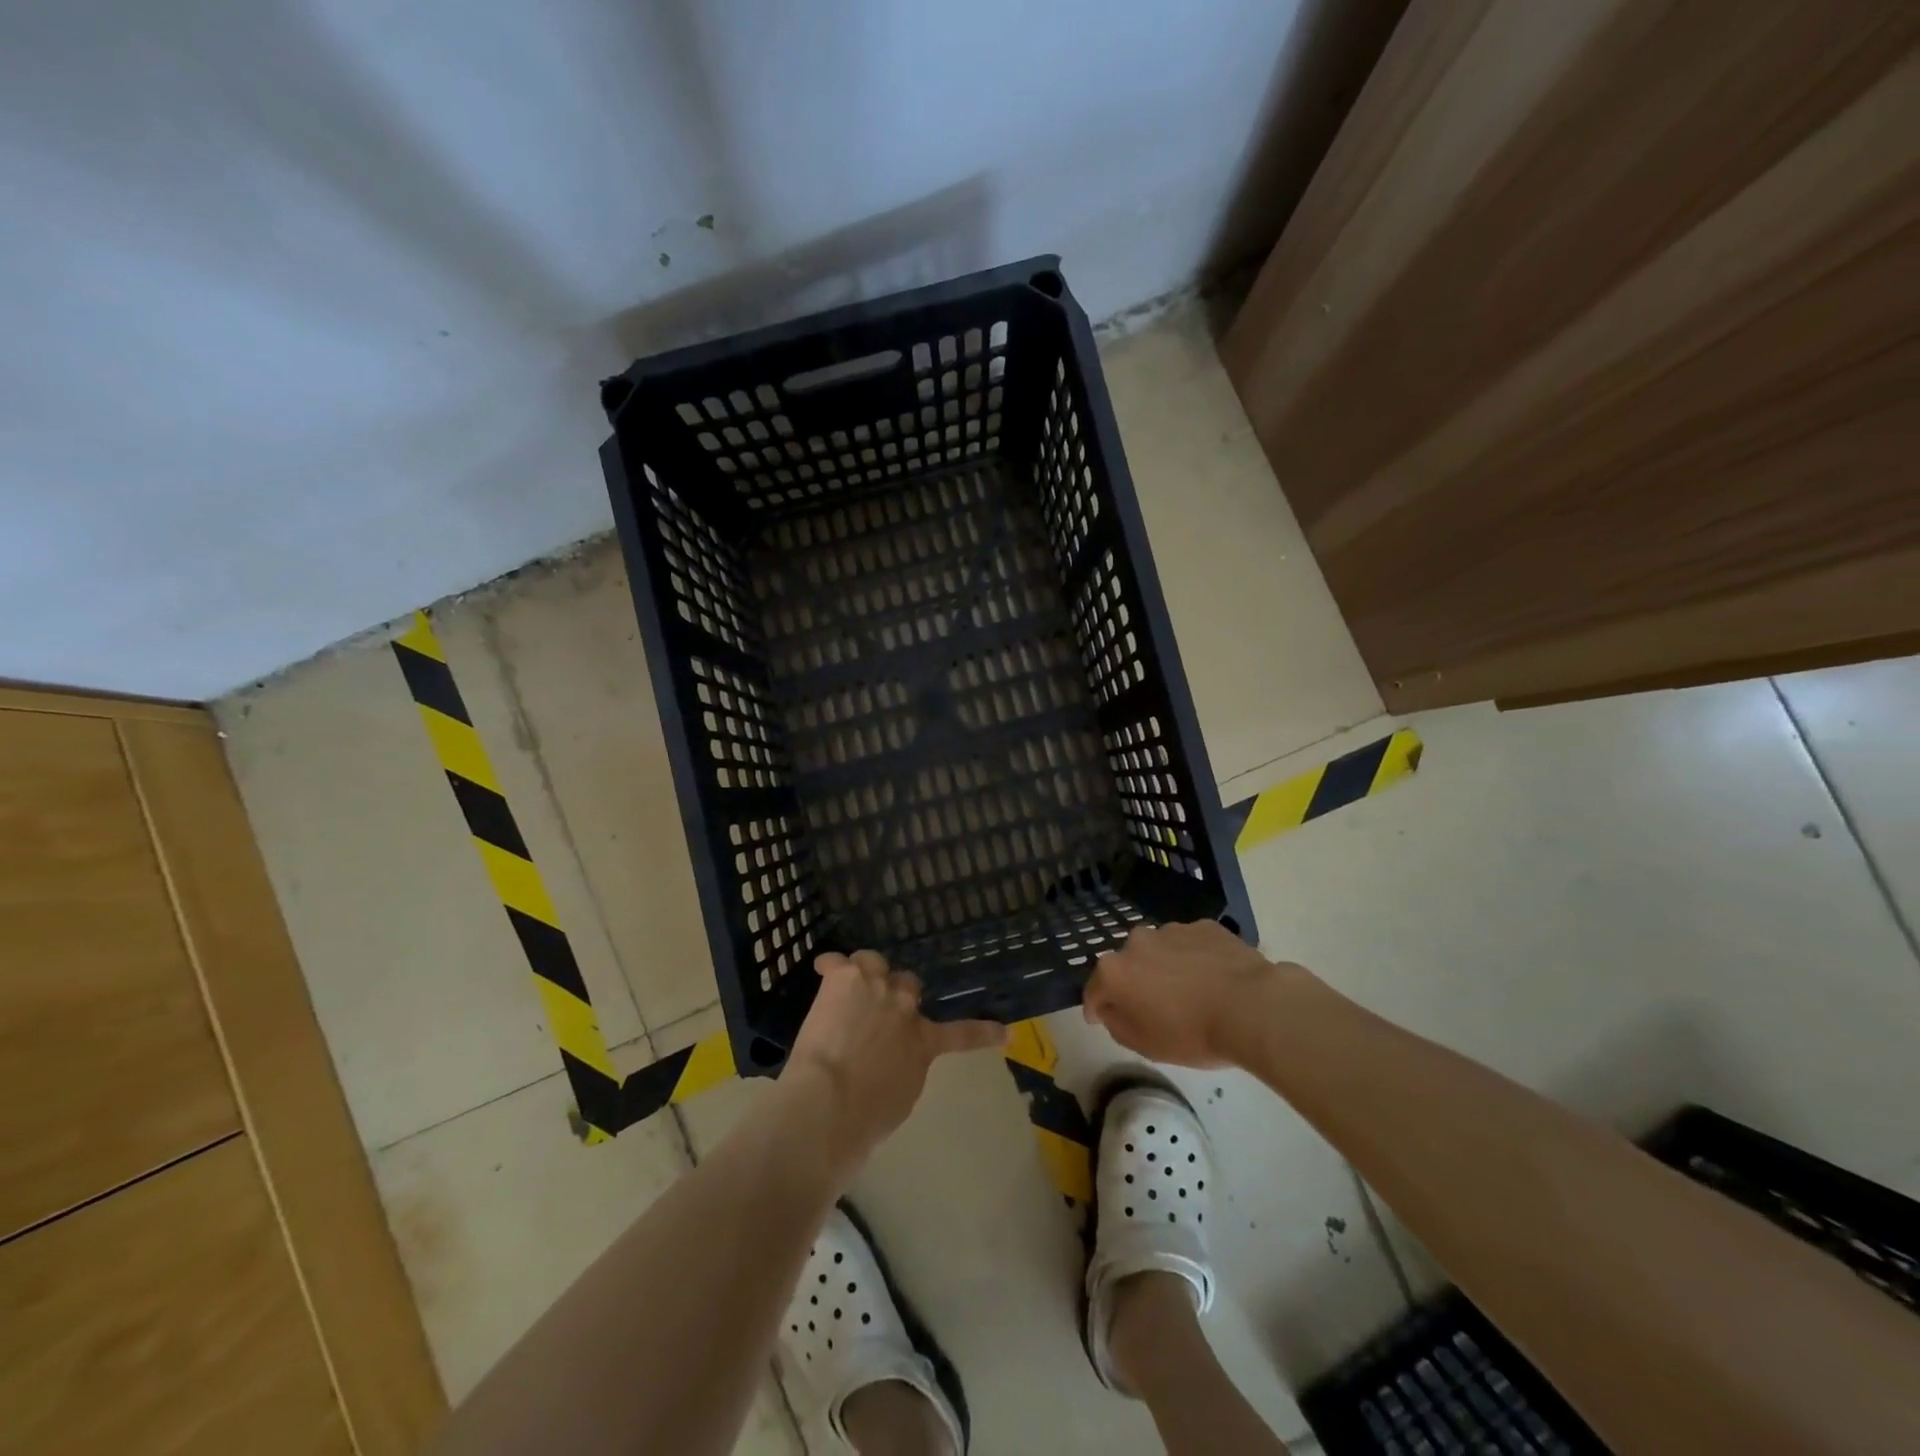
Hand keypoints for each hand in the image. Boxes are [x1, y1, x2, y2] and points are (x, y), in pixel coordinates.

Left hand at [780, 951, 1004, 1167]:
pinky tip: (822, 969)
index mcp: (924, 1042)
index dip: (984, 1032)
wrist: (830, 1101)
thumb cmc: (866, 1115)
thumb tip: (893, 1059)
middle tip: (879, 1010)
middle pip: (908, 983)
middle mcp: (904, 1006)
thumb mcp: (901, 1096)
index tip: (1003, 1031)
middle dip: (896, 993)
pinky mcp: (844, 978)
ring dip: (865, 973)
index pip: (963, 1034)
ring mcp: (875, 986)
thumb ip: (905, 1068)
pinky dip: (829, 966)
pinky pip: (837, 961)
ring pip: (873, 962)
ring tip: (851, 985)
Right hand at [1082, 920, 1286, 1067]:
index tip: (1100, 1019)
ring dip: (1164, 968)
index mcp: (1115, 971)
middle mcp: (1137, 942)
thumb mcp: (1146, 1045)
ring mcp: (1172, 930)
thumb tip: (1111, 1009)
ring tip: (1188, 992)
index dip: (1095, 1008)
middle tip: (1152, 1007)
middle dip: (1133, 983)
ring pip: (1159, 951)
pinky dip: (1193, 958)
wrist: (1252, 1006)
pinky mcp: (1205, 926)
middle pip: (1127, 965)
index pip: (1093, 990)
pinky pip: (1190, 945)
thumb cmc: (1193, 1033)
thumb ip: (1117, 1025)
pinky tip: (1212, 978)